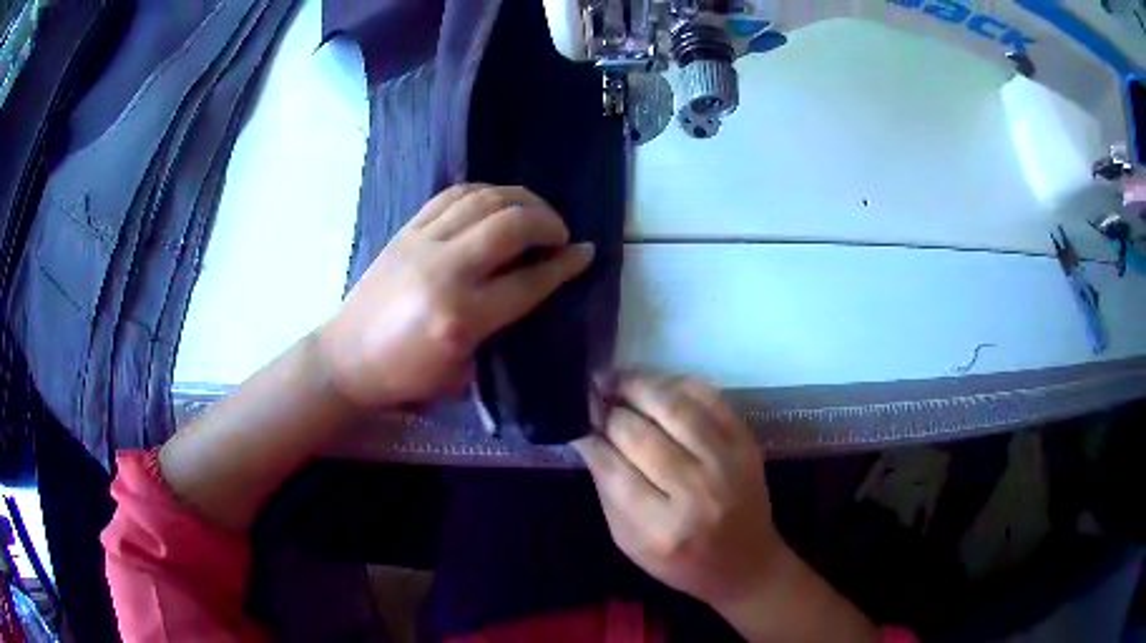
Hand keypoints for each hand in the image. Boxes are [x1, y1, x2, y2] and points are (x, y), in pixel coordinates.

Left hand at [319, 185, 593, 408]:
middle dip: (547, 221)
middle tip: (559, 234)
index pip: (528, 281)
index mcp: (460, 318)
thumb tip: (535, 281)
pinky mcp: (406, 231)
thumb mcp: (462, 369)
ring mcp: (421, 244)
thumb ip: (501, 322)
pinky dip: (484, 192)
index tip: (585, 252)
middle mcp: (444, 271)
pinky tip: (497, 202)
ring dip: (520, 199)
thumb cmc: (405, 378)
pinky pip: (452, 195)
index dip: (564, 265)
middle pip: (510, 226)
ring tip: (535, 212)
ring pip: (483, 199)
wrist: (346, 359)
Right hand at [574, 374, 781, 608]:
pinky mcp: (746, 442)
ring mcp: (726, 462)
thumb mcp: (629, 541)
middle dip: (608, 409)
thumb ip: (608, 490)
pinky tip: (656, 385)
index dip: (589, 436)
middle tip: (592, 395)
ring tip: (616, 380)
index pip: (612, 466)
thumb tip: (589, 438)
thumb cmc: (680, 561)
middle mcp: (695, 491)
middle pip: (639, 432)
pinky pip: (709, 398)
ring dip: (638, 385)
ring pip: (673, 406)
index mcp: (660, 527)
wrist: (746, 562)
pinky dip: (677, 384)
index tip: (575, 420)